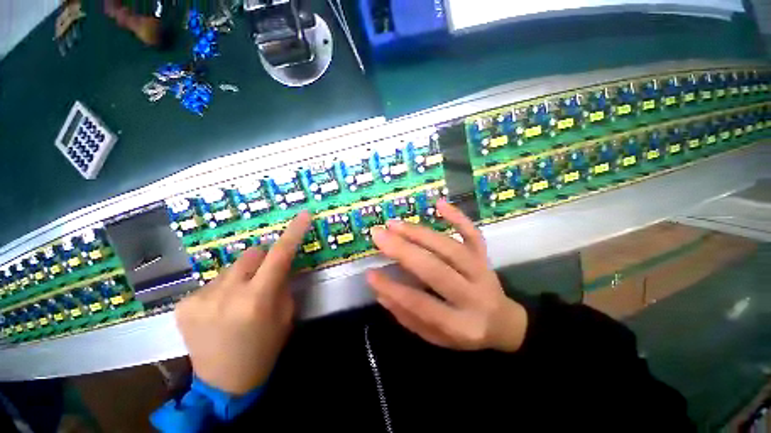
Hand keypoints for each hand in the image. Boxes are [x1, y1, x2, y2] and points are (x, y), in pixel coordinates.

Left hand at [174, 212, 311, 394]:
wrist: (223, 383)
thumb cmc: (264, 348)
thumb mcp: (285, 315)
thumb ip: (283, 284)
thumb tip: (279, 263)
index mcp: (257, 300)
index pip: (280, 255)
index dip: (293, 233)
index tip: (302, 215)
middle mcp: (227, 294)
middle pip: (251, 253)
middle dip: (262, 260)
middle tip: (264, 277)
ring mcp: (200, 298)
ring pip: (231, 267)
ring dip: (241, 276)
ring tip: (239, 299)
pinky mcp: (183, 304)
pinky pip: (213, 282)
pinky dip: (223, 289)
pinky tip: (220, 309)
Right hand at [367, 200, 526, 352]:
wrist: (504, 322)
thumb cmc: (464, 332)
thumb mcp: (435, 337)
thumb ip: (408, 317)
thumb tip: (381, 293)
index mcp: (461, 325)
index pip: (421, 304)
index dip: (394, 289)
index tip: (370, 273)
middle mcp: (474, 295)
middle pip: (436, 269)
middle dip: (404, 251)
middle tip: (378, 235)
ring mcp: (481, 271)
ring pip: (450, 247)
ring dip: (420, 233)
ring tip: (394, 224)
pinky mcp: (484, 256)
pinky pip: (472, 234)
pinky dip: (458, 217)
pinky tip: (439, 203)